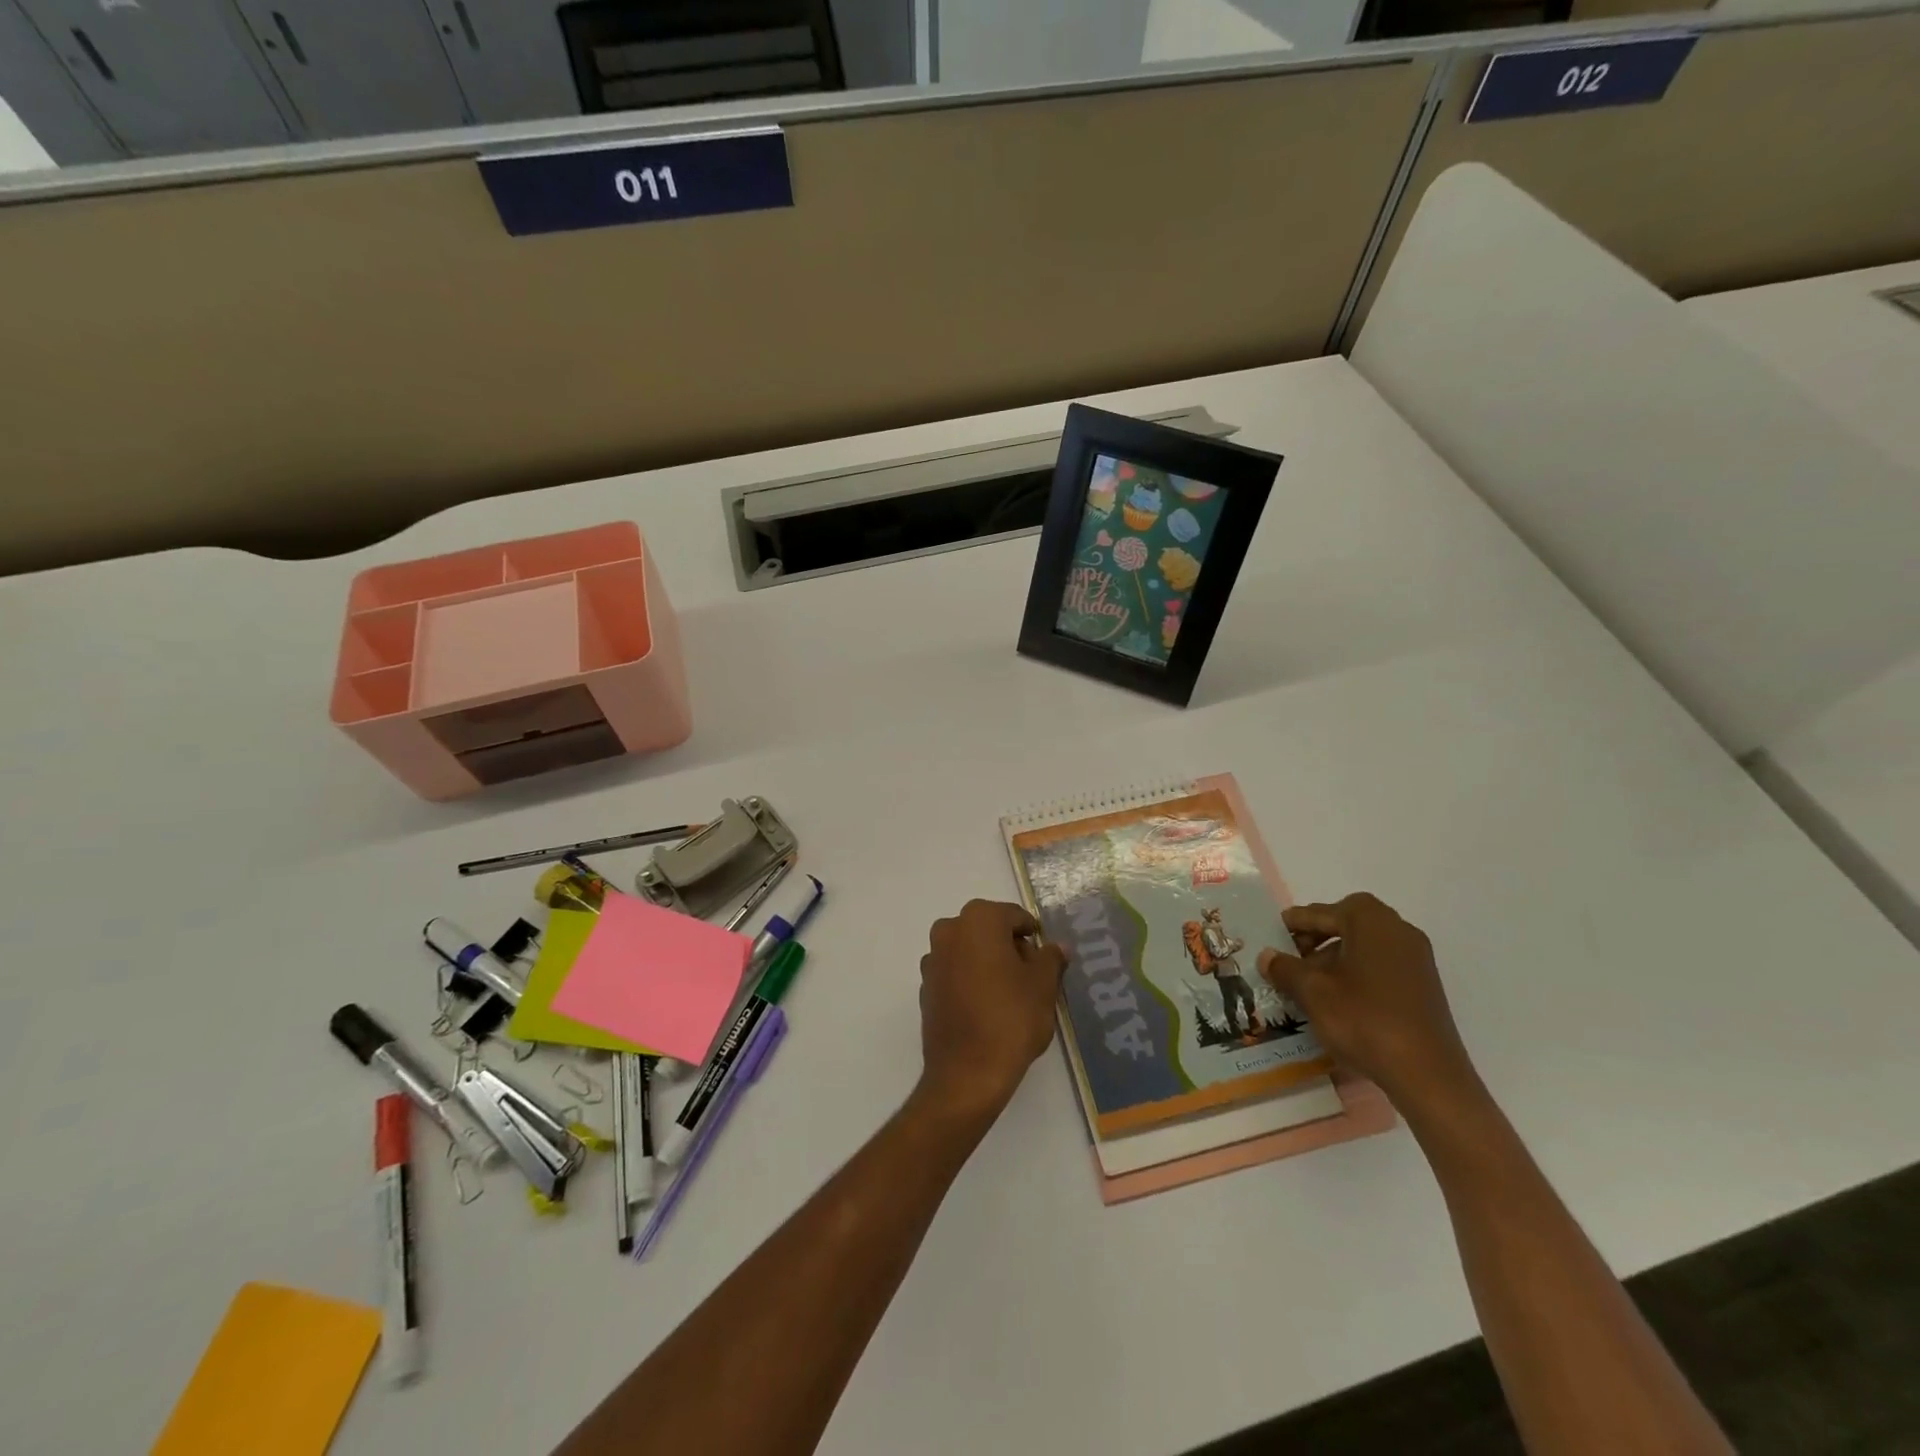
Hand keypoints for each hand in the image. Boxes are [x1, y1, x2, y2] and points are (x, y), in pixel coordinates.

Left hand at [916, 899, 1066, 1125]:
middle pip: (989, 930)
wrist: (967, 1073)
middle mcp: (949, 930)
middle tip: (1032, 977)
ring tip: (1012, 995)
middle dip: (1010, 947)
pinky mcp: (925, 987)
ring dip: (989, 963)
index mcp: (979, 919)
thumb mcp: (1044, 985)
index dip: (1033, 935)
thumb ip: (1051, 958)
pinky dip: (971, 981)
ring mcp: (933, 959)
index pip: (1014, 917)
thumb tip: (1057, 946)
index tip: (1046, 958)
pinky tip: (988, 1008)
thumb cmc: (1011, 1018)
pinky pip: (955, 973)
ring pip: (970, 950)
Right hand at [1258, 893, 1479, 1118]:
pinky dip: (1357, 971)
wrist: (1427, 1074)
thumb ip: (1285, 968)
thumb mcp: (1313, 992)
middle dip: (1317, 937)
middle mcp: (1398, 931)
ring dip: (1336, 956)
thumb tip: (1266, 956)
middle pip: (1348, 923)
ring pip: (1366, 945)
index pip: (1324, 911)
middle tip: (1292, 956)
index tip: (1275, 933)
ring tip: (1311, 982)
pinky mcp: (1424, 986)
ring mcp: (1416, 959)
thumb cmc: (1364, 1019)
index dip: (1296, 922)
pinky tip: (1339, 998)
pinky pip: (1382, 964)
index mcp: (1371, 922)